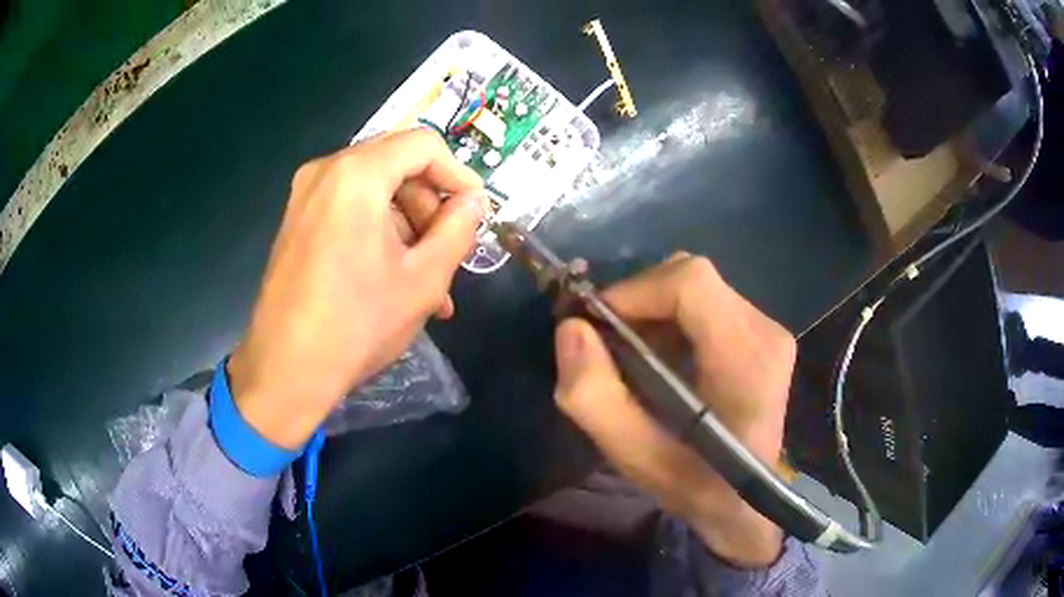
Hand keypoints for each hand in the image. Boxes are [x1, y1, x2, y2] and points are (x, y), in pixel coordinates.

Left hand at [228, 130, 485, 448]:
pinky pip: (349, 209)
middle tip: (452, 250)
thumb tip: (474, 201)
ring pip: (374, 190)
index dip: (458, 174)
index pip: (423, 145)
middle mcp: (325, 171)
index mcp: (356, 175)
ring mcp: (305, 196)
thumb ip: (458, 229)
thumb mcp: (423, 279)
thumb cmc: (356, 325)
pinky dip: (379, 233)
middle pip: (397, 164)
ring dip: (408, 226)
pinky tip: (397, 279)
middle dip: (431, 205)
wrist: (285, 371)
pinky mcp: (297, 221)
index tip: (476, 212)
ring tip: (431, 282)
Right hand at [553, 254, 795, 567]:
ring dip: (653, 310)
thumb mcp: (635, 457)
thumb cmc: (696, 485)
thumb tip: (571, 329)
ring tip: (633, 355)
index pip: (691, 283)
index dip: (636, 290)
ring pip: (697, 287)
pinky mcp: (763, 335)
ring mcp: (769, 330)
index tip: (598, 323)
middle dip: (639, 300)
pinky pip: (708, 303)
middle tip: (609, 342)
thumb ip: (596, 398)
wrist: (747, 502)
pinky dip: (672, 319)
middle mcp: (765, 331)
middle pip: (691, 278)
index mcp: (745, 360)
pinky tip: (661, 358)